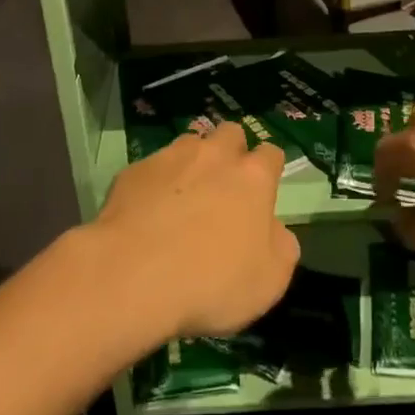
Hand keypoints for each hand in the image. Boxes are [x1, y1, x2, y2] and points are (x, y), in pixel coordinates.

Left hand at [90, 122, 299, 338]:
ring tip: (184, 195)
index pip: (271, 153)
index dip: (269, 170)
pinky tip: (147, 212)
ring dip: (193, 162)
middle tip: (224, 187)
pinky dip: (155, 183)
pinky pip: (152, 167)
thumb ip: (280, 247)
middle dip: (231, 151)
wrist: (133, 276)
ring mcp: (171, 158)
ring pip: (190, 143)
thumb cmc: (211, 281)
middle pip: (231, 133)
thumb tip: (274, 230)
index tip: (263, 192)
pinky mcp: (134, 170)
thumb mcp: (269, 281)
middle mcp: (214, 155)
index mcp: (252, 177)